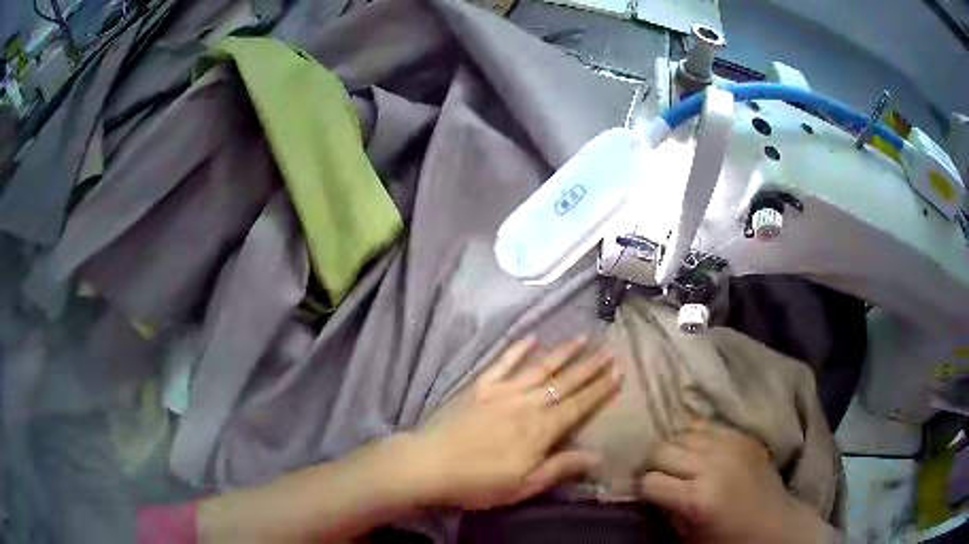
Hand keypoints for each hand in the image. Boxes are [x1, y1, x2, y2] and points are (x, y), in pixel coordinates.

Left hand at [400, 336, 620, 509]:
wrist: (429, 465)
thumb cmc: (479, 482)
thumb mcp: (525, 485)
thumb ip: (561, 467)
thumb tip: (599, 456)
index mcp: (541, 430)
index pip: (579, 405)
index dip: (599, 390)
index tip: (618, 372)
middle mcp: (527, 403)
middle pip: (564, 382)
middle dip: (589, 366)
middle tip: (609, 349)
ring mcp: (502, 391)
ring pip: (540, 367)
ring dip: (563, 352)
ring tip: (582, 337)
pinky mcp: (479, 386)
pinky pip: (503, 363)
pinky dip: (518, 349)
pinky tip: (531, 338)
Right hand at [639, 423, 833, 543]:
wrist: (774, 523)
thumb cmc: (727, 540)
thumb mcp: (687, 537)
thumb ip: (664, 512)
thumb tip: (642, 492)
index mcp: (697, 500)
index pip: (649, 481)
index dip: (641, 489)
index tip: (642, 494)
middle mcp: (712, 466)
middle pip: (660, 448)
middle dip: (651, 463)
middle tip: (654, 475)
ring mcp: (730, 445)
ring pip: (681, 432)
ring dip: (673, 448)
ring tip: (676, 463)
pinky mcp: (742, 435)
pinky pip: (705, 426)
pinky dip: (694, 438)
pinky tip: (697, 452)